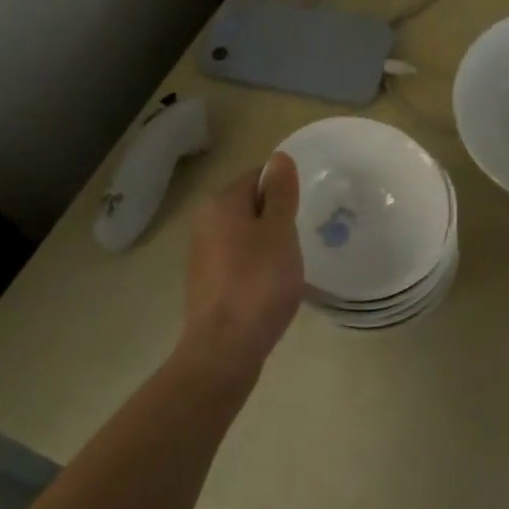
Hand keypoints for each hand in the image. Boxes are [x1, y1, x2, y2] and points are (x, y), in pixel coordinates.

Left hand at [178, 153, 304, 384]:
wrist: (223, 350)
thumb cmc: (258, 284)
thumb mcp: (279, 232)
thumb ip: (281, 194)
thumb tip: (279, 157)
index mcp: (221, 203)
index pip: (258, 176)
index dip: (284, 189)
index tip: (306, 208)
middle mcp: (204, 222)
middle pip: (250, 204)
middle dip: (277, 216)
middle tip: (303, 235)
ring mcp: (202, 254)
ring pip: (245, 233)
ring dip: (268, 242)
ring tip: (291, 262)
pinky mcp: (206, 282)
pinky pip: (238, 259)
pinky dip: (256, 265)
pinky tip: (272, 285)